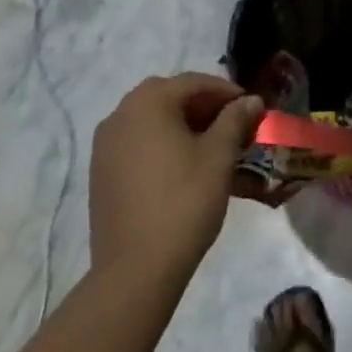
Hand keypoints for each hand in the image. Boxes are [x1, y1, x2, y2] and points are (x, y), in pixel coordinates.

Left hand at [89, 75, 263, 285]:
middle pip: (169, 96)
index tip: (251, 107)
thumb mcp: (218, 157)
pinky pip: (136, 142)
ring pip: (150, 119)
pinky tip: (181, 165)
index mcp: (148, 102)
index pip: (194, 83)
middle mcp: (120, 113)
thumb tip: (250, 100)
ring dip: (181, 124)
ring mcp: (105, 144)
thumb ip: (234, 120)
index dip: (226, 92)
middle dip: (203, 106)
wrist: (136, 268)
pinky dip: (160, 143)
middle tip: (232, 124)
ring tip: (210, 145)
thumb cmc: (184, 202)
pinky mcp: (100, 171)